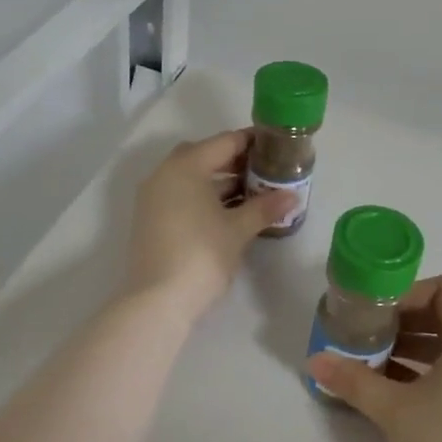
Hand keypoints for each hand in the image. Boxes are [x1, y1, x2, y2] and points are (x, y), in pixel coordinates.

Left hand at [126, 130, 294, 321]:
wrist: (158, 300)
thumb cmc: (202, 255)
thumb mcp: (238, 229)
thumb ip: (265, 207)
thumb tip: (292, 196)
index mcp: (186, 166)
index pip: (224, 142)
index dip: (251, 141)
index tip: (275, 145)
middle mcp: (164, 173)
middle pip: (204, 155)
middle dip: (234, 160)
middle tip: (263, 170)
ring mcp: (153, 196)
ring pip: (190, 176)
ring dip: (218, 180)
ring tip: (251, 192)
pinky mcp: (149, 218)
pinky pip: (180, 194)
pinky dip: (202, 195)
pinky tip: (226, 212)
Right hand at [308, 274, 441, 441]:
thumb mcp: (392, 408)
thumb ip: (352, 379)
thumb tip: (314, 360)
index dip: (409, 293)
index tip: (375, 313)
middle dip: (401, 322)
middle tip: (363, 337)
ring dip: (406, 350)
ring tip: (367, 365)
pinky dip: (419, 375)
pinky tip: (385, 394)